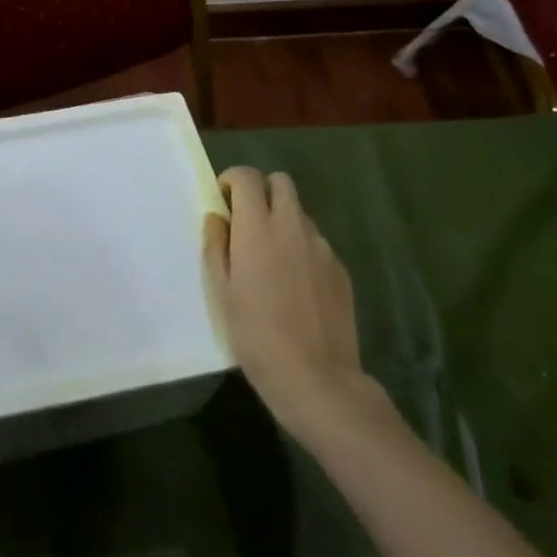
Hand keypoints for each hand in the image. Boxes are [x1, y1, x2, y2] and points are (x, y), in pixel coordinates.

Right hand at [204, 166, 382, 446]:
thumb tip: (218, 218)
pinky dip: (302, 249)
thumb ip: (216, 246)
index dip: (233, 181)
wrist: (315, 378)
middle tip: (249, 223)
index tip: (224, 202)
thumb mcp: (221, 292)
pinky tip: (296, 285)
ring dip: (283, 221)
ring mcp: (321, 247)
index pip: (247, 177)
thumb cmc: (255, 336)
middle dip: (262, 192)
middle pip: (281, 182)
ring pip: (300, 213)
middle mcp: (291, 227)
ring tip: (273, 260)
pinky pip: (316, 243)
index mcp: (257, 229)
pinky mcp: (340, 269)